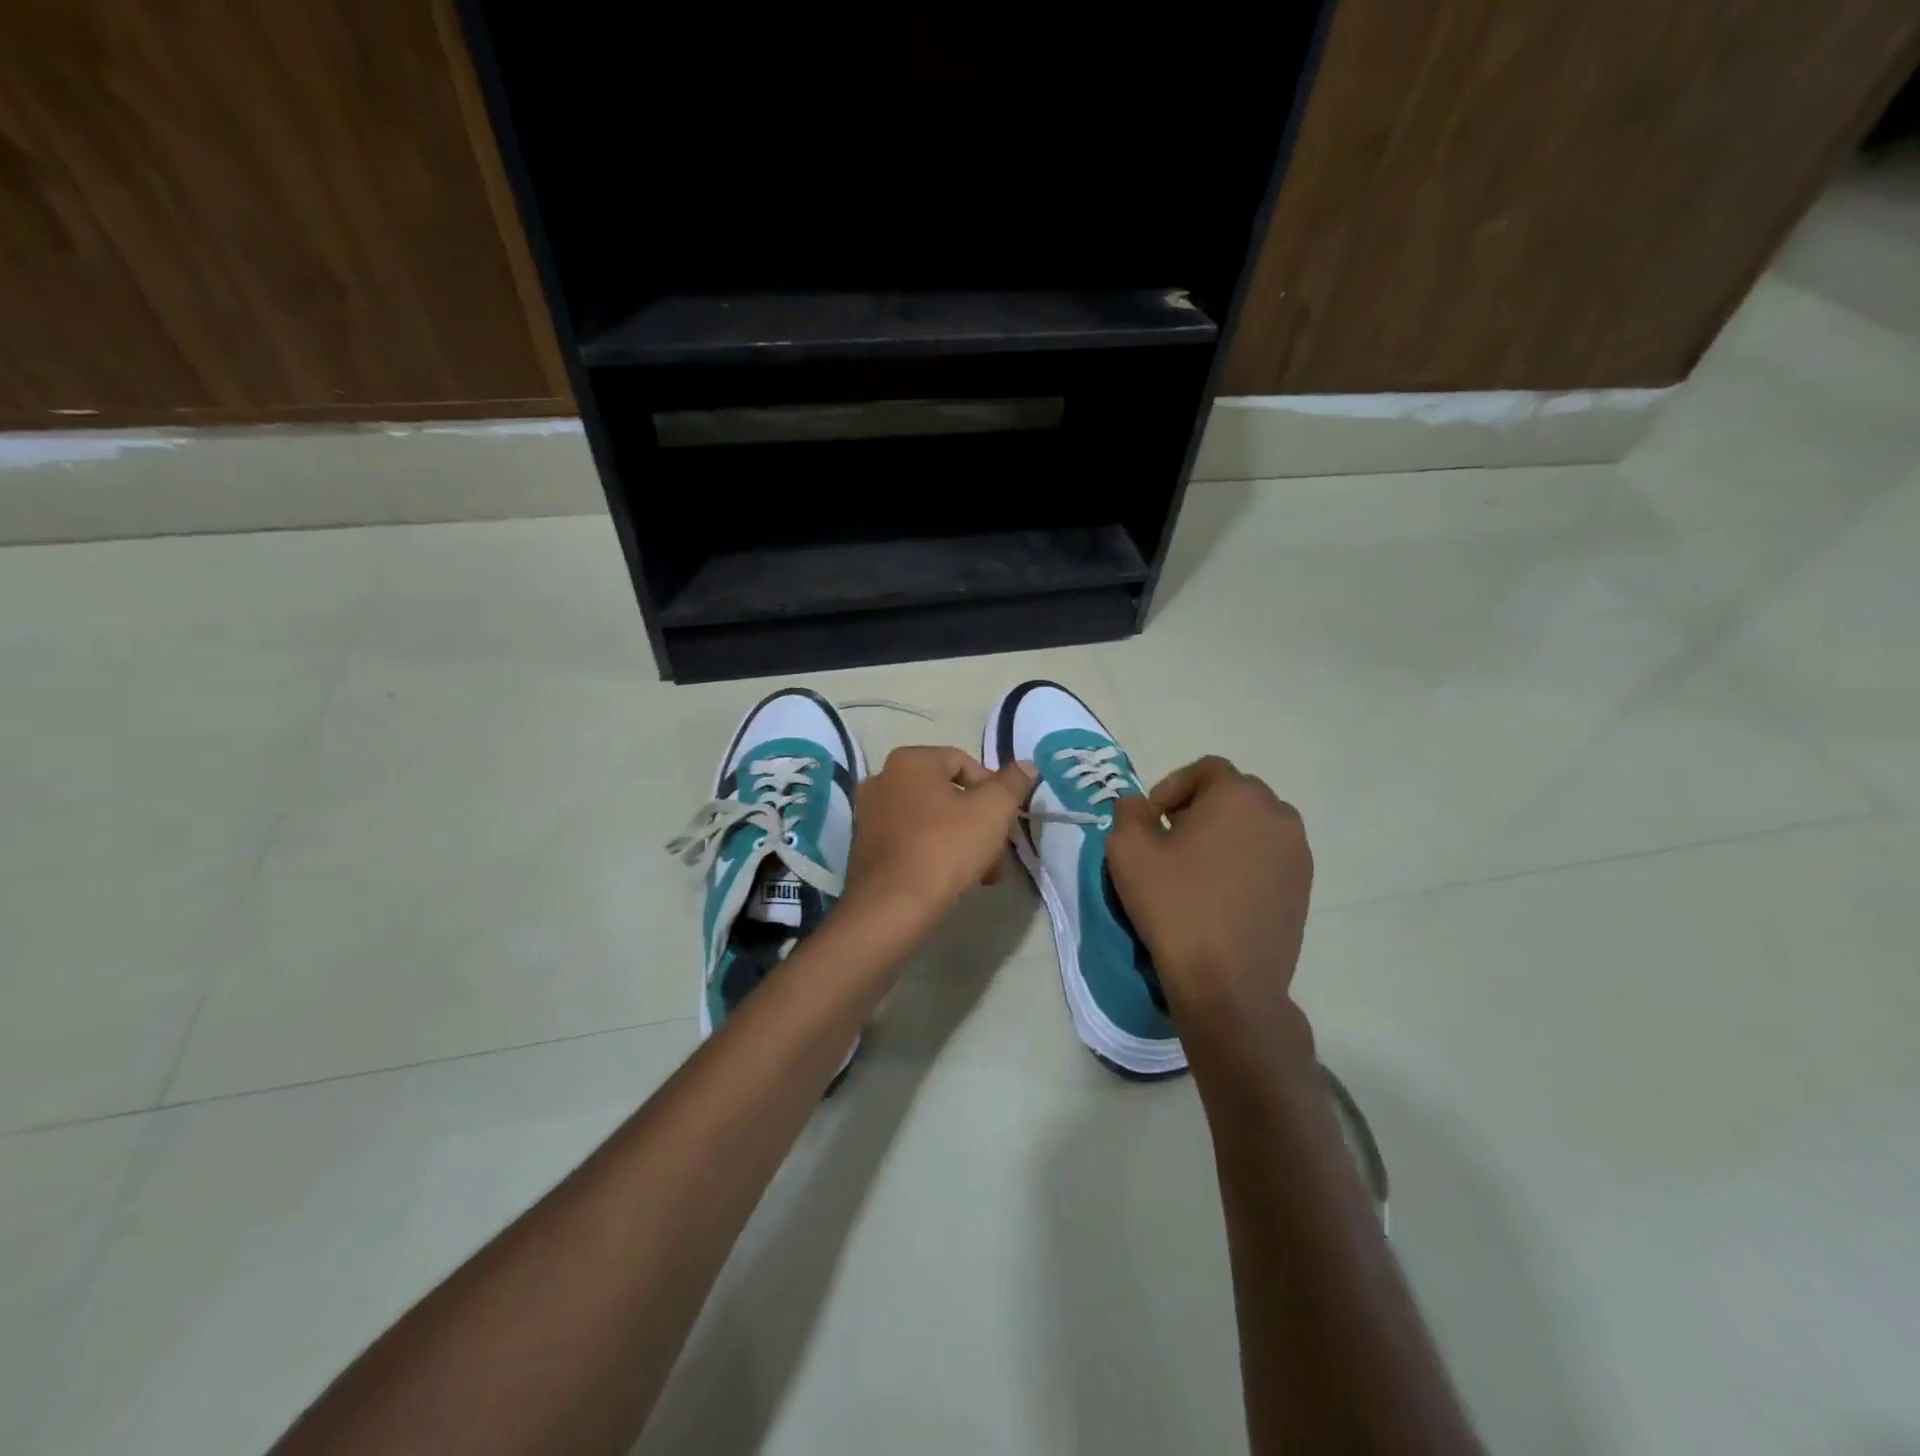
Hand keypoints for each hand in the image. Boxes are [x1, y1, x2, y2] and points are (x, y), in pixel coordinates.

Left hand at [841, 745, 1036, 942]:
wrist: (893, 906)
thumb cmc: (945, 848)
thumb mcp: (992, 810)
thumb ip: (1012, 783)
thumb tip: (1025, 765)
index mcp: (910, 760)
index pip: (964, 762)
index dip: (993, 789)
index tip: (1007, 820)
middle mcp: (883, 779)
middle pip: (947, 793)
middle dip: (979, 821)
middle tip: (999, 851)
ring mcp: (870, 814)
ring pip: (931, 820)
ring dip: (962, 840)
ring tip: (984, 872)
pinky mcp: (865, 847)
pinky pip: (911, 840)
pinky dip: (935, 852)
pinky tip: (953, 880)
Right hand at [1106, 757, 1312, 1030]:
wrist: (1228, 982)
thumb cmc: (1175, 905)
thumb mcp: (1128, 850)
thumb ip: (1129, 811)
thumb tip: (1139, 805)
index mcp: (1238, 795)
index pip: (1205, 769)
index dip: (1172, 787)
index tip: (1151, 820)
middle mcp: (1278, 815)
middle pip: (1233, 795)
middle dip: (1199, 809)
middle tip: (1170, 841)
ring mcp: (1297, 853)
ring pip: (1254, 826)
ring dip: (1224, 835)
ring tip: (1196, 870)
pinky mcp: (1304, 888)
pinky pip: (1269, 858)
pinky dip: (1244, 863)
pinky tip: (1220, 895)